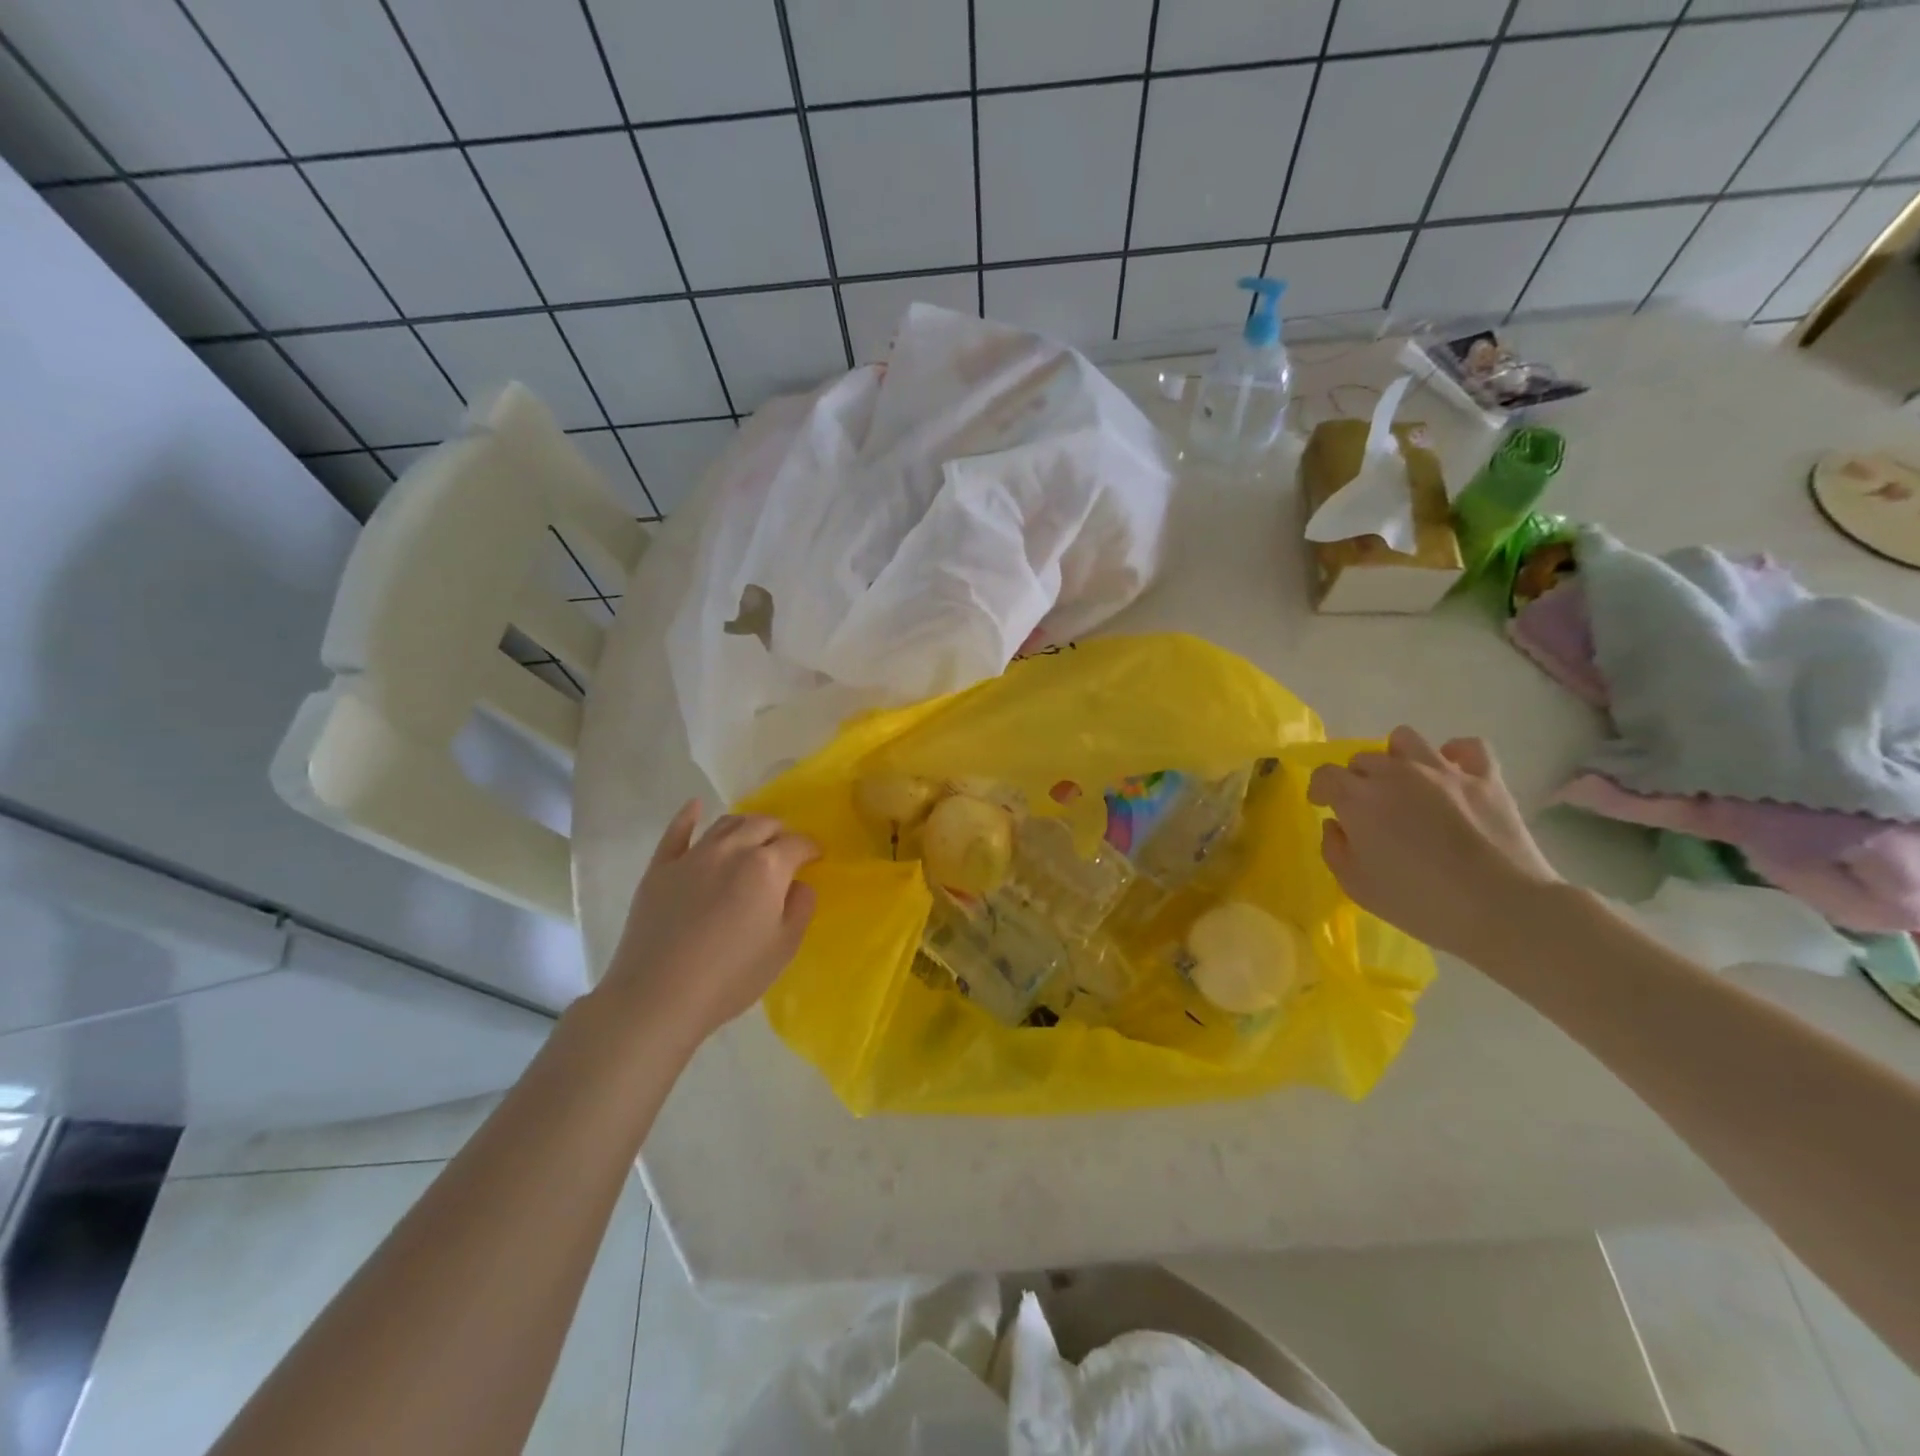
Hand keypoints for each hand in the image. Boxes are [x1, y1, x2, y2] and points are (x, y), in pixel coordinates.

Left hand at [599, 802, 818, 1044]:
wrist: (658, 996)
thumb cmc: (730, 976)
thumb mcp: (783, 948)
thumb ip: (800, 908)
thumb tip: (798, 884)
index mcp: (767, 867)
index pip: (797, 843)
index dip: (810, 848)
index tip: (816, 857)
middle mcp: (732, 850)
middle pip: (762, 824)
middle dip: (780, 832)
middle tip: (785, 849)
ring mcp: (692, 856)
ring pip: (726, 823)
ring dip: (746, 825)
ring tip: (752, 837)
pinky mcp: (660, 868)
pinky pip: (677, 832)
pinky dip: (689, 816)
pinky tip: (695, 807)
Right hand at [1307, 728, 1559, 960]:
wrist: (1501, 909)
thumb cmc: (1419, 902)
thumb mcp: (1356, 886)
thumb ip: (1335, 849)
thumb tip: (1337, 825)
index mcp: (1358, 798)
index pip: (1325, 775)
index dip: (1320, 789)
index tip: (1323, 805)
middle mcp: (1396, 773)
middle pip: (1363, 759)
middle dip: (1357, 779)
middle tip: (1368, 807)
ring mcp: (1443, 771)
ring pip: (1406, 739)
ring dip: (1397, 757)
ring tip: (1404, 782)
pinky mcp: (1485, 777)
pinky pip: (1466, 747)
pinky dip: (1455, 754)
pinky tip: (1451, 774)